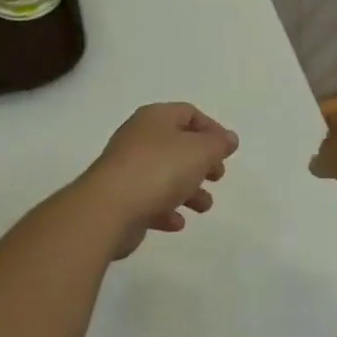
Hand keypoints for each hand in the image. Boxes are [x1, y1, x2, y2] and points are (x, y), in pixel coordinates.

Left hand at [74, 103, 239, 257]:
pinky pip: (148, 200)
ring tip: (204, 206)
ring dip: (188, 190)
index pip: (188, 113)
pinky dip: (165, 209)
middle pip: (176, 144)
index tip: (226, 151)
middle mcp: (138, 138)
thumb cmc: (159, 170)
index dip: (211, 129)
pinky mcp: (119, 198)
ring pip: (164, 174)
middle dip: (201, 162)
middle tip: (217, 177)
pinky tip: (177, 223)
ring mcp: (126, 168)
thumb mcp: (199, 152)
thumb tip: (228, 138)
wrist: (108, 208)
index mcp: (155, 118)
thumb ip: (218, 144)